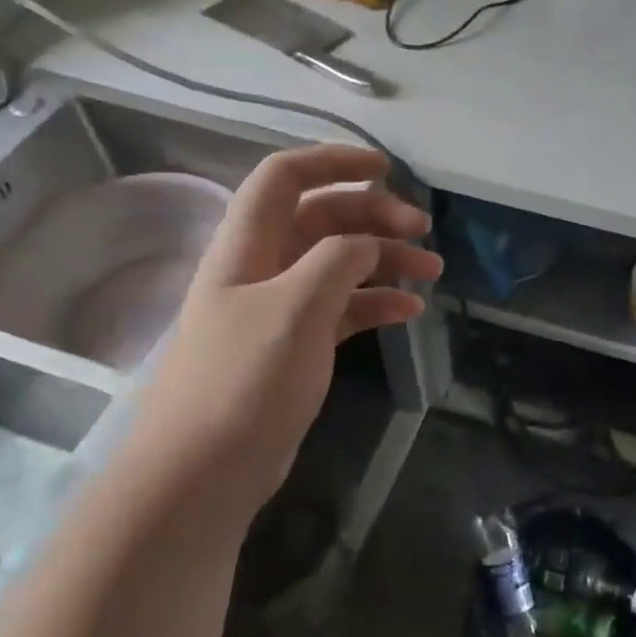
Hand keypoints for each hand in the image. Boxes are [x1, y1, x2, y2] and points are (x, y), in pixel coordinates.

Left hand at [116, 145, 441, 530]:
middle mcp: (262, 268)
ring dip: (384, 260)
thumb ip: (336, 261)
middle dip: (374, 216)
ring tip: (432, 272)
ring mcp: (279, 309)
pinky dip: (375, 302)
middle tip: (424, 230)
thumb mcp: (294, 309)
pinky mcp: (295, 346)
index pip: (285, 178)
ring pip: (338, 264)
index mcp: (248, 246)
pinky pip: (342, 308)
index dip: (333, 162)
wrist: (202, 474)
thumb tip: (367, 243)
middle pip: (321, 219)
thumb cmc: (243, 382)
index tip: (386, 169)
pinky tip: (409, 310)